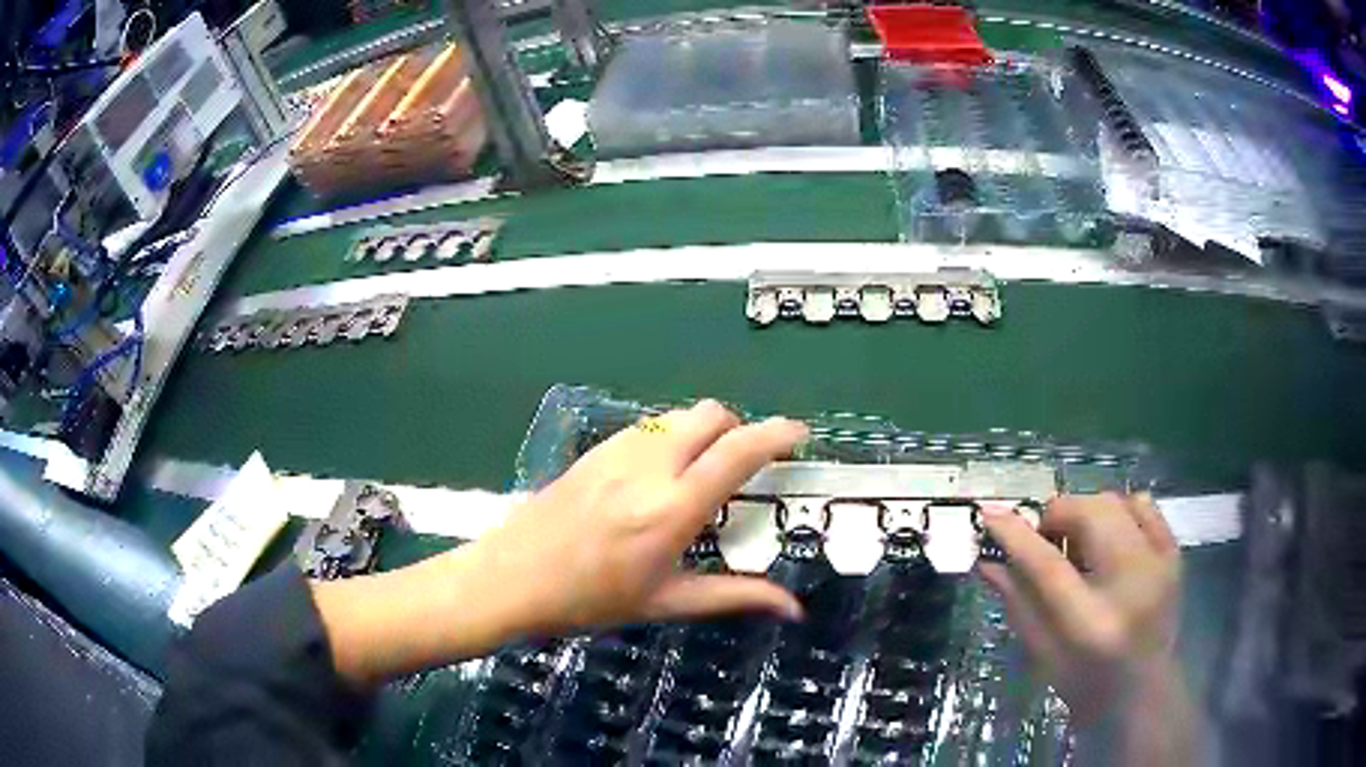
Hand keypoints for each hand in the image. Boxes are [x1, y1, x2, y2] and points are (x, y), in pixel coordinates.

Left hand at [475, 400, 807, 634]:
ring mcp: (618, 451)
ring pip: (678, 416)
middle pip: (711, 414)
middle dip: (739, 428)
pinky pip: (648, 426)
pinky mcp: (595, 450)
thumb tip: (793, 608)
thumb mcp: (666, 602)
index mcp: (673, 508)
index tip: (800, 434)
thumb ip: (734, 596)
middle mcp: (650, 466)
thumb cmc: (590, 600)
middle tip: (745, 463)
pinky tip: (658, 475)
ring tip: (702, 471)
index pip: (738, 452)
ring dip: (703, 431)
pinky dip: (671, 436)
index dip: (777, 434)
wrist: (512, 578)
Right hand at [978, 493, 1181, 717]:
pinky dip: (1119, 511)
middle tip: (1045, 540)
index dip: (1015, 534)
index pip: (1047, 565)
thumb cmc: (1084, 683)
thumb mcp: (1041, 654)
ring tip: (1078, 544)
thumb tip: (987, 559)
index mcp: (1089, 624)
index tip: (989, 513)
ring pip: (1114, 502)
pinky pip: (1144, 505)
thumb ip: (1017, 603)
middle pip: (1088, 515)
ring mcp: (1159, 564)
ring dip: (1085, 514)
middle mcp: (1130, 585)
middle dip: (1057, 516)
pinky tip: (1109, 538)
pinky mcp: (1174, 553)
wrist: (1143, 692)